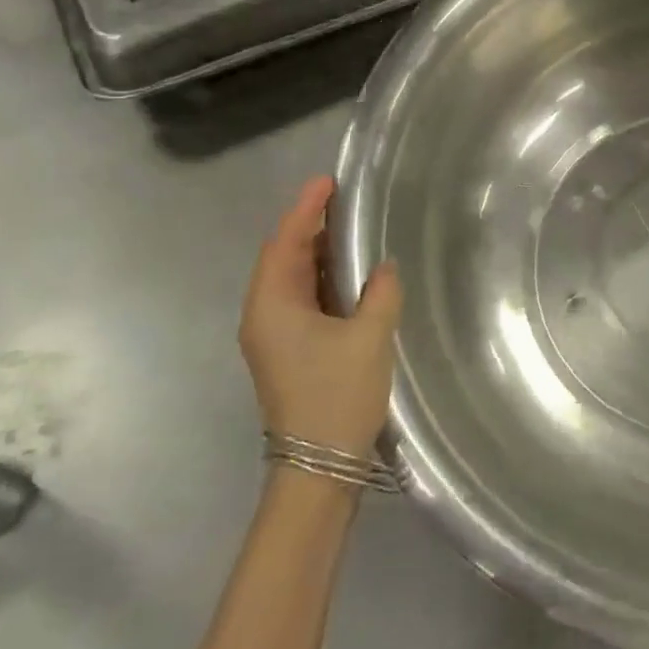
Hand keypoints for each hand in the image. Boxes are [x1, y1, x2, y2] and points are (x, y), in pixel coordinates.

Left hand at [238, 176, 401, 456]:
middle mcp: (264, 316)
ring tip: (348, 231)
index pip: (284, 244)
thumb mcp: (369, 338)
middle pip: (282, 259)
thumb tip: (384, 268)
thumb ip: (381, 293)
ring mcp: (273, 337)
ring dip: (316, 255)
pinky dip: (321, 281)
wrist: (319, 466)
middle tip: (343, 202)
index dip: (304, 209)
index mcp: (272, 306)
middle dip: (309, 227)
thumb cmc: (338, 395)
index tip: (326, 182)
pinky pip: (301, 302)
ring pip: (291, 282)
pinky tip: (348, 277)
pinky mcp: (288, 353)